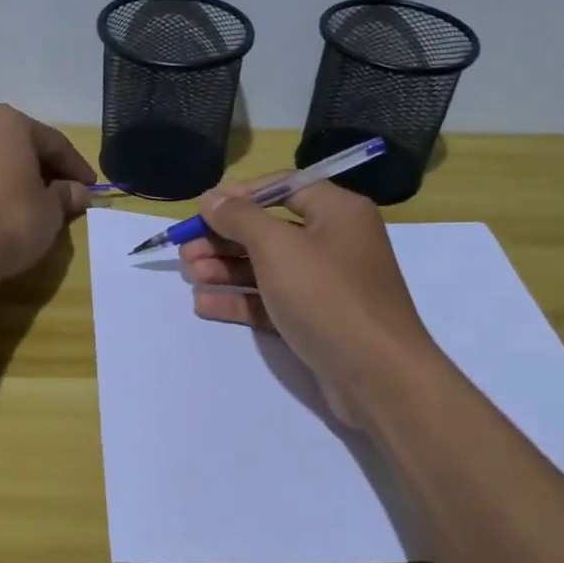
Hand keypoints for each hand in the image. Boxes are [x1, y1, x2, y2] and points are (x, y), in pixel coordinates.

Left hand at [0, 105, 96, 281]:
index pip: (52, 142)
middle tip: (53, 195)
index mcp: (6, 123)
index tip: (89, 187)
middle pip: (11, 145)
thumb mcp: (50, 212)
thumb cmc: (8, 222)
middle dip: (33, 168)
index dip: (75, 166)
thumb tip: (76, 191)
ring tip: (10, 205)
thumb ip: (65, 195)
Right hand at [179, 175, 435, 427]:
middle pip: (269, 229)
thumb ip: (240, 218)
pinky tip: (205, 304)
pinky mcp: (316, 320)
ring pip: (267, 267)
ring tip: (190, 274)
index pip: (282, 187)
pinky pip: (272, 301)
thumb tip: (212, 197)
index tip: (202, 208)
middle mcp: (334, 241)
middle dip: (224, 238)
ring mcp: (326, 284)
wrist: (378, 375)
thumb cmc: (327, 296)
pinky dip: (241, 300)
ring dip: (226, 269)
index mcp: (337, 211)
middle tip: (185, 249)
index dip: (239, 195)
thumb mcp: (278, 247)